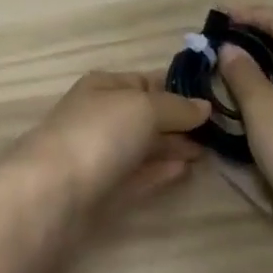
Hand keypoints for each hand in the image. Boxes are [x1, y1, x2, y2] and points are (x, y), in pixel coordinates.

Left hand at [8, 72, 210, 210]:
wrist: (53, 190)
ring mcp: (98, 153)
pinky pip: (137, 174)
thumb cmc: (99, 133)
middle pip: (144, 115)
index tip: (214, 102)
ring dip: (172, 147)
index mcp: (103, 86)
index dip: (177, 90)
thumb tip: (204, 106)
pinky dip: (159, 171)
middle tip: (219, 132)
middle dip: (178, 122)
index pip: (145, 81)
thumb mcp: (144, 107)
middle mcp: (99, 115)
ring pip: (141, 146)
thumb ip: (176, 107)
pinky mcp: (100, 189)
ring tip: (208, 152)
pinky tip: (184, 171)